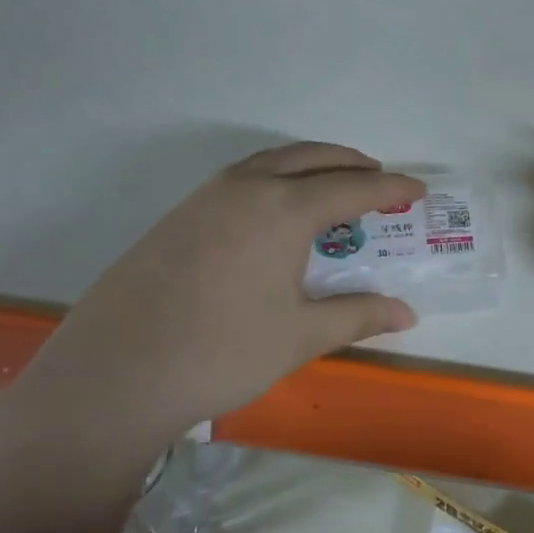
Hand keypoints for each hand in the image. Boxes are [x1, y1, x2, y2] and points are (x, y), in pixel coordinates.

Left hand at [0, 143, 423, 487]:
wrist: (115, 374)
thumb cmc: (222, 352)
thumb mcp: (301, 336)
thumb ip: (357, 316)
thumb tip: (406, 314)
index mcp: (282, 209)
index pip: (352, 188)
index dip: (390, 189)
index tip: (418, 190)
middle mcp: (245, 187)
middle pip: (310, 158)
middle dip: (350, 163)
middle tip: (379, 180)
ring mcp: (204, 198)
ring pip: (270, 162)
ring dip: (309, 166)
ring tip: (333, 189)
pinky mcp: (177, 216)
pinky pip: (240, 179)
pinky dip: (274, 180)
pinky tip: (276, 215)